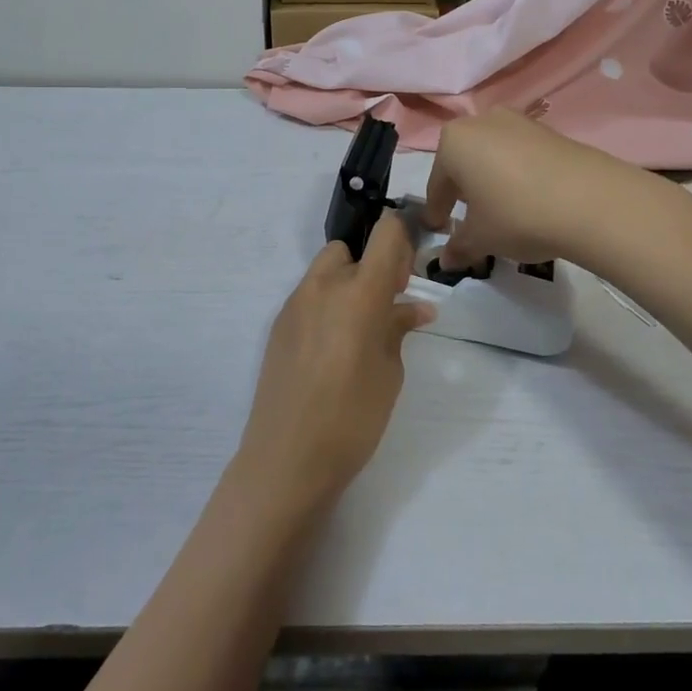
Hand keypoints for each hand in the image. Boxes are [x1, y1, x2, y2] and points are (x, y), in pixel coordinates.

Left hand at [234, 216, 432, 513]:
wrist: (287, 457)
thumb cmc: (353, 417)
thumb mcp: (389, 372)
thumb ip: (398, 329)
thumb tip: (414, 307)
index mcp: (359, 291)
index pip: (385, 233)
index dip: (402, 238)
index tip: (408, 273)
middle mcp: (323, 285)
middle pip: (350, 250)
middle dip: (370, 267)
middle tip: (385, 308)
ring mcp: (294, 303)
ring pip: (325, 272)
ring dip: (345, 285)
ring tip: (359, 332)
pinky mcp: (277, 325)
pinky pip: (308, 297)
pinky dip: (325, 306)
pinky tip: (332, 349)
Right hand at [425, 109, 630, 269]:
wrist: (593, 201)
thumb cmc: (517, 215)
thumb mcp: (481, 238)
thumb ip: (459, 247)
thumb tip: (446, 261)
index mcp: (453, 142)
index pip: (437, 183)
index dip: (437, 210)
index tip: (438, 229)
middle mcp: (481, 122)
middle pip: (464, 162)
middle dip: (464, 190)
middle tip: (468, 217)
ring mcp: (518, 122)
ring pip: (493, 156)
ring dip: (491, 180)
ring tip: (502, 209)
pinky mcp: (550, 131)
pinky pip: (521, 155)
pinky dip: (518, 175)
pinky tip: (530, 199)